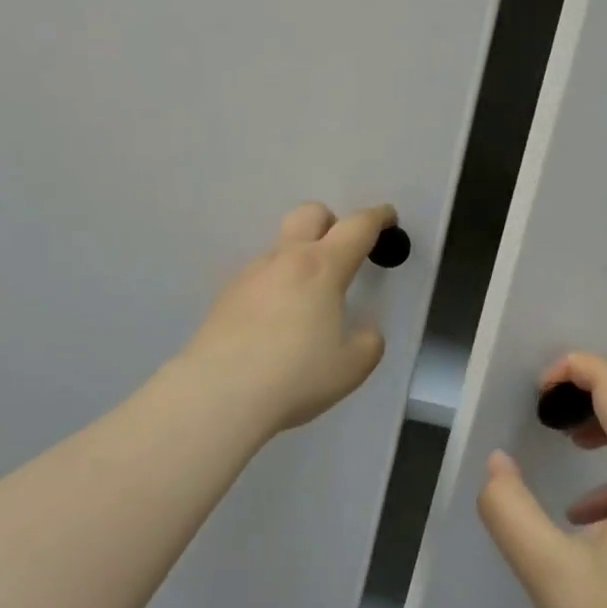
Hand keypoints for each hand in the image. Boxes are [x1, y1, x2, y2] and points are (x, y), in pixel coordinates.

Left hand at [178, 201, 392, 437]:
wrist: (219, 393)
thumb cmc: (296, 376)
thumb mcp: (351, 367)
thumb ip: (368, 343)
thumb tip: (365, 332)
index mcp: (322, 268)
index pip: (357, 227)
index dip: (377, 218)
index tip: (388, 217)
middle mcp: (285, 260)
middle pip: (309, 214)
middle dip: (331, 222)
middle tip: (342, 253)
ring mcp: (250, 275)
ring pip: (281, 248)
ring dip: (300, 259)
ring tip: (306, 303)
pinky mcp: (226, 296)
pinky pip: (259, 277)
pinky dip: (275, 286)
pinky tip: (274, 324)